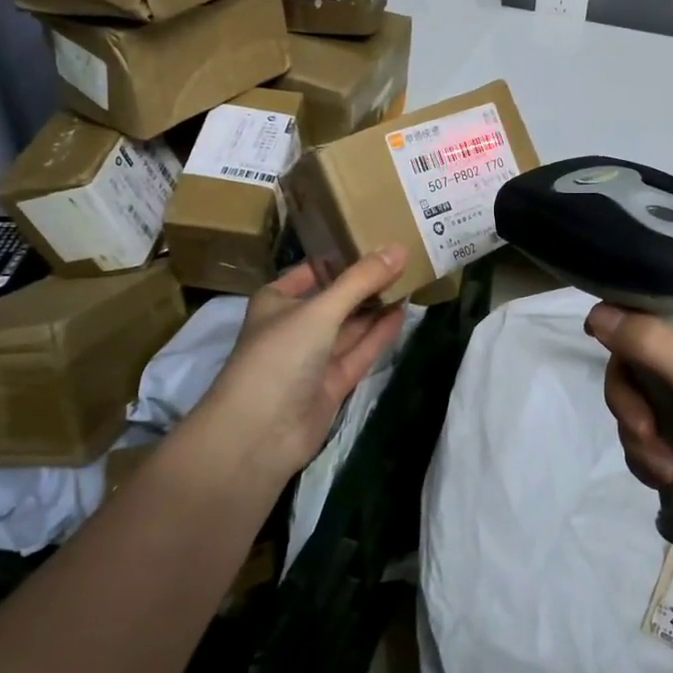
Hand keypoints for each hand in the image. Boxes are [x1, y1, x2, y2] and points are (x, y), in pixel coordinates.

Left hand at [200, 249, 409, 477]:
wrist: (259, 433)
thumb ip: (361, 280)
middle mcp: (294, 325)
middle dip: (366, 283)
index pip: (315, 270)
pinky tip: (403, 313)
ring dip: (377, 307)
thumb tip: (399, 248)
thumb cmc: (280, 356)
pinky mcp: (331, 384)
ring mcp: (313, 358)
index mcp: (278, 300)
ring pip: (350, 326)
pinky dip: (379, 334)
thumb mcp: (320, 309)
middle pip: (336, 298)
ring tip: (412, 280)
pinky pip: (358, 352)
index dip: (345, 256)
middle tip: (407, 258)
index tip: (380, 238)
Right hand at [585, 302, 672, 589]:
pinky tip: (668, 482)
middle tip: (643, 429)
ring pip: (643, 402)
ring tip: (666, 471)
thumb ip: (653, 346)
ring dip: (640, 435)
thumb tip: (597, 311)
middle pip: (642, 358)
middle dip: (632, 398)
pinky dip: (650, 456)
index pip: (662, 306)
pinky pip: (653, 436)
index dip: (628, 320)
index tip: (599, 342)